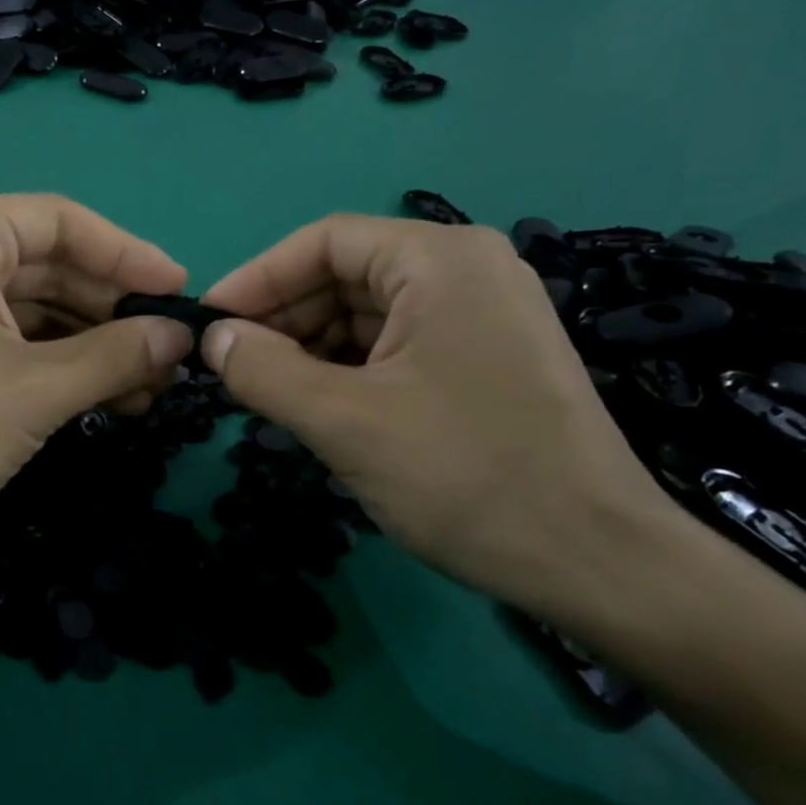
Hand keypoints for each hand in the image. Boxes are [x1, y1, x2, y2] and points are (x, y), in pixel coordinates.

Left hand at [0, 194, 194, 581]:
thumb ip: (116, 356)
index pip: (64, 222)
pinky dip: (53, 359)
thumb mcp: (35, 393)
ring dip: (89, 343)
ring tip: (147, 386)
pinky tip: (101, 393)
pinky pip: (5, 331)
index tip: (181, 293)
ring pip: (31, 303)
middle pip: (50, 263)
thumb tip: (180, 337)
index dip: (130, 257)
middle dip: (112, 311)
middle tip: (170, 354)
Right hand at [199, 217, 675, 621]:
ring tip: (265, 394)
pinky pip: (395, 347)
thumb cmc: (465, 476)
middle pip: (345, 275)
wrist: (597, 563)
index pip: (323, 242)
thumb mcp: (344, 421)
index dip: (257, 279)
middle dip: (283, 320)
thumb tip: (212, 338)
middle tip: (230, 368)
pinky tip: (316, 407)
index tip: (208, 324)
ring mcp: (481, 316)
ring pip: (367, 315)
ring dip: (310, 350)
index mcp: (440, 259)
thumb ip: (264, 370)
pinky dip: (347, 371)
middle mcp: (466, 271)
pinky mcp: (484, 359)